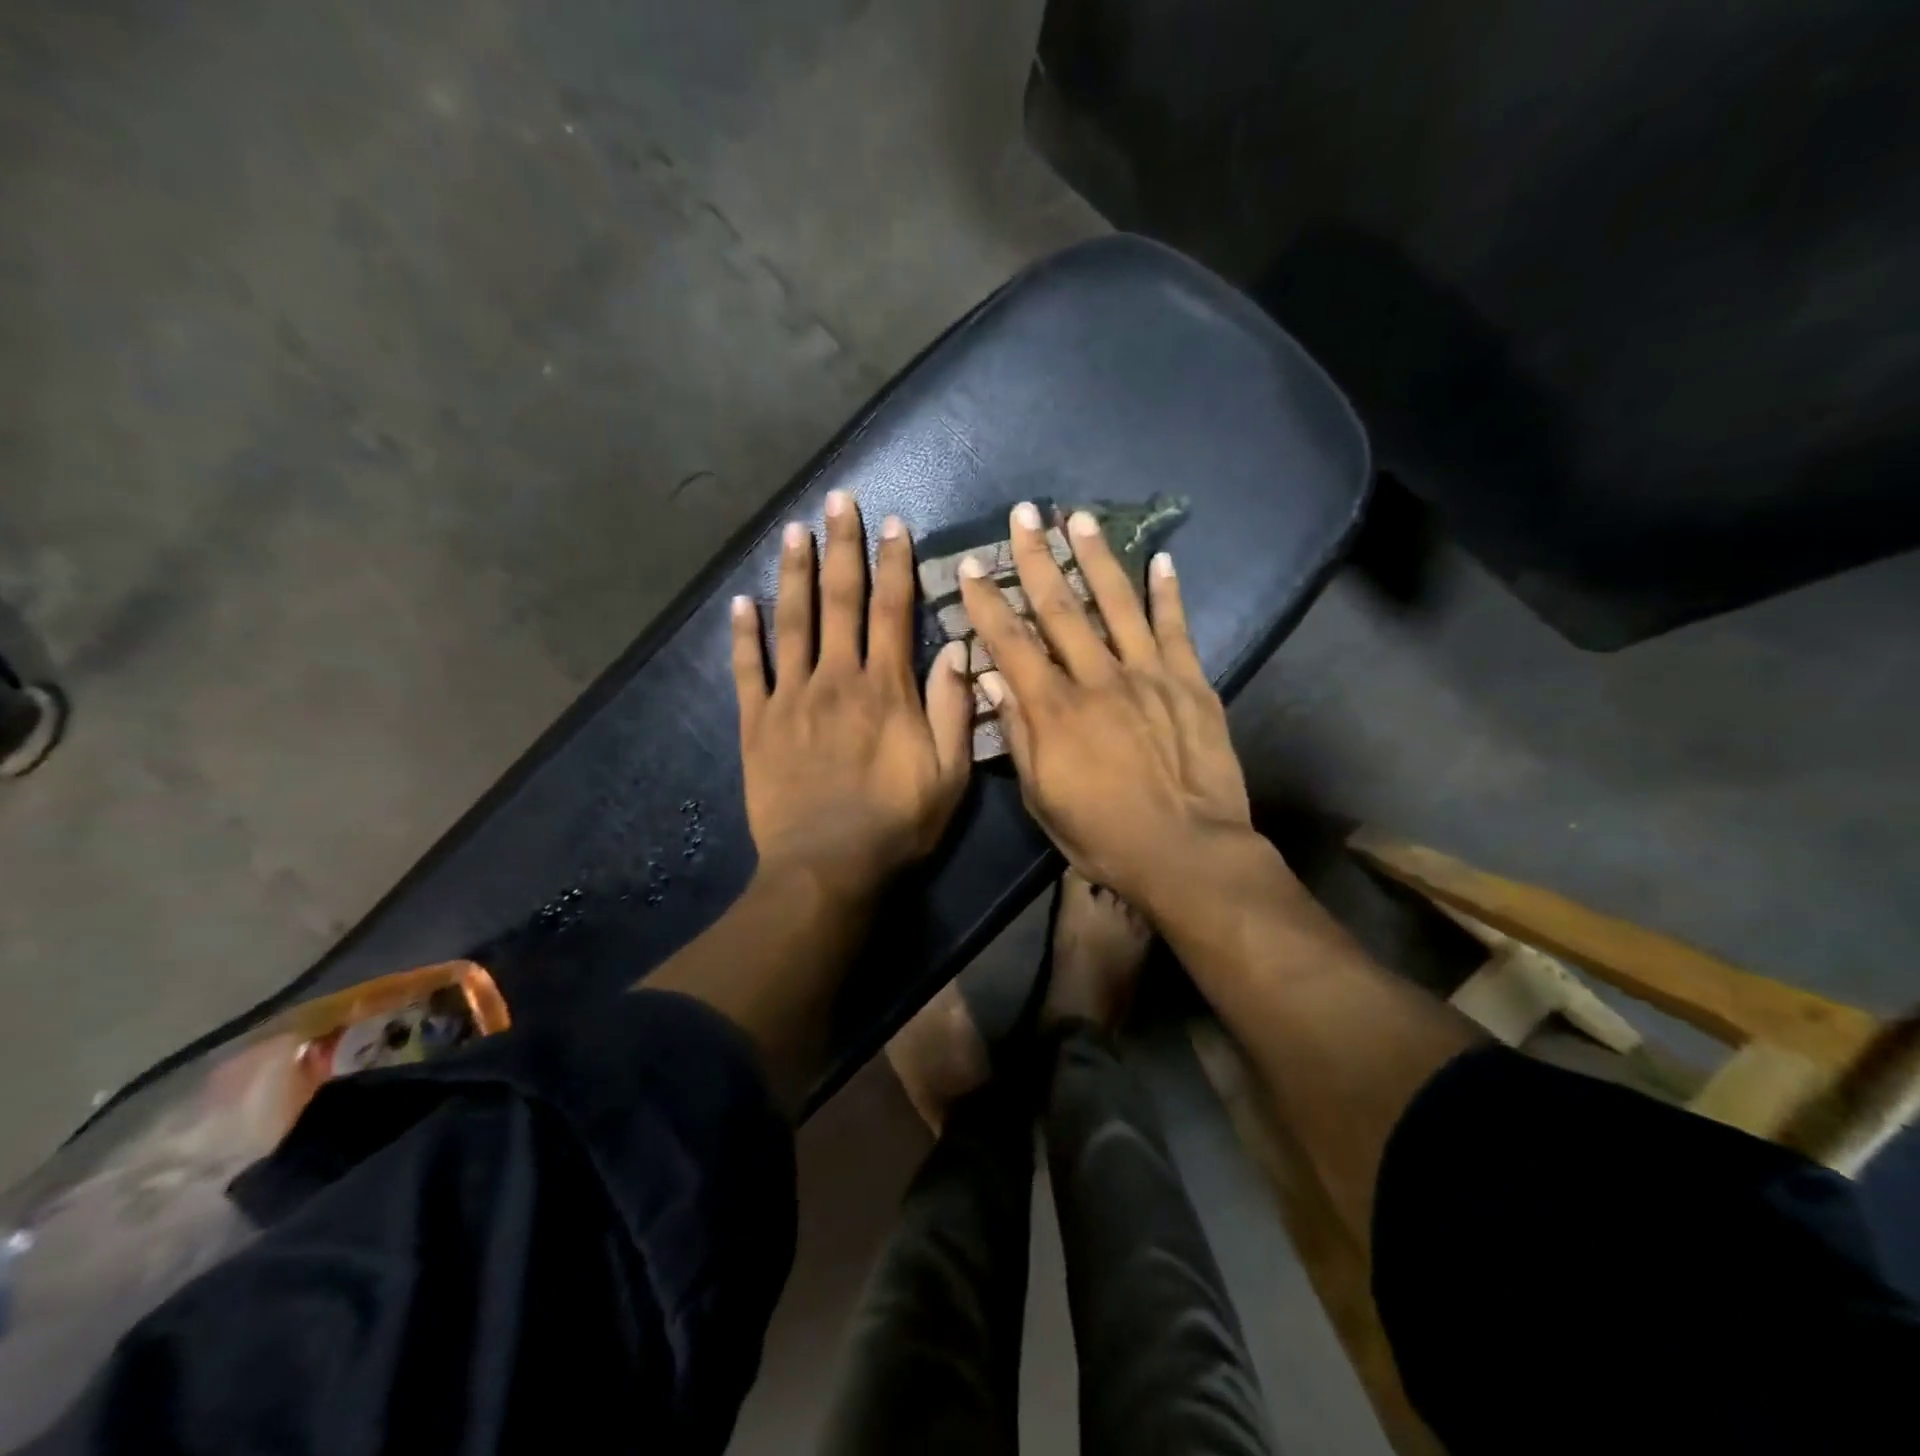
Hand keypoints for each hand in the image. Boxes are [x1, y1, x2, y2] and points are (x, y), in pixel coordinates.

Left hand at [732, 489, 973, 903]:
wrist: (826, 868)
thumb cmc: (896, 824)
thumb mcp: (949, 774)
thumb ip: (953, 709)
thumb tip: (958, 649)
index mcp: (885, 688)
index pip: (891, 611)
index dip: (893, 564)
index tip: (892, 524)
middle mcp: (836, 679)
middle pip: (838, 601)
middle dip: (841, 547)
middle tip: (837, 500)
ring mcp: (790, 698)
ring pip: (791, 623)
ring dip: (793, 573)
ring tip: (793, 530)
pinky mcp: (757, 724)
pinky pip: (747, 671)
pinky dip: (742, 636)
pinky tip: (740, 603)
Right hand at [957, 503, 1254, 922]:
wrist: (1187, 852)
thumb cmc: (1103, 835)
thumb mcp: (1042, 798)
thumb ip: (1019, 735)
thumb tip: (993, 682)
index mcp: (1055, 710)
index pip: (1011, 643)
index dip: (987, 602)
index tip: (973, 566)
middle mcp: (1097, 678)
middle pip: (1061, 607)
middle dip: (1036, 558)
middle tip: (1023, 514)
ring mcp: (1148, 675)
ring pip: (1117, 603)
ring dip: (1095, 557)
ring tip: (1079, 518)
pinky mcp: (1190, 683)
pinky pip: (1175, 628)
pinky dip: (1168, 592)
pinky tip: (1161, 559)